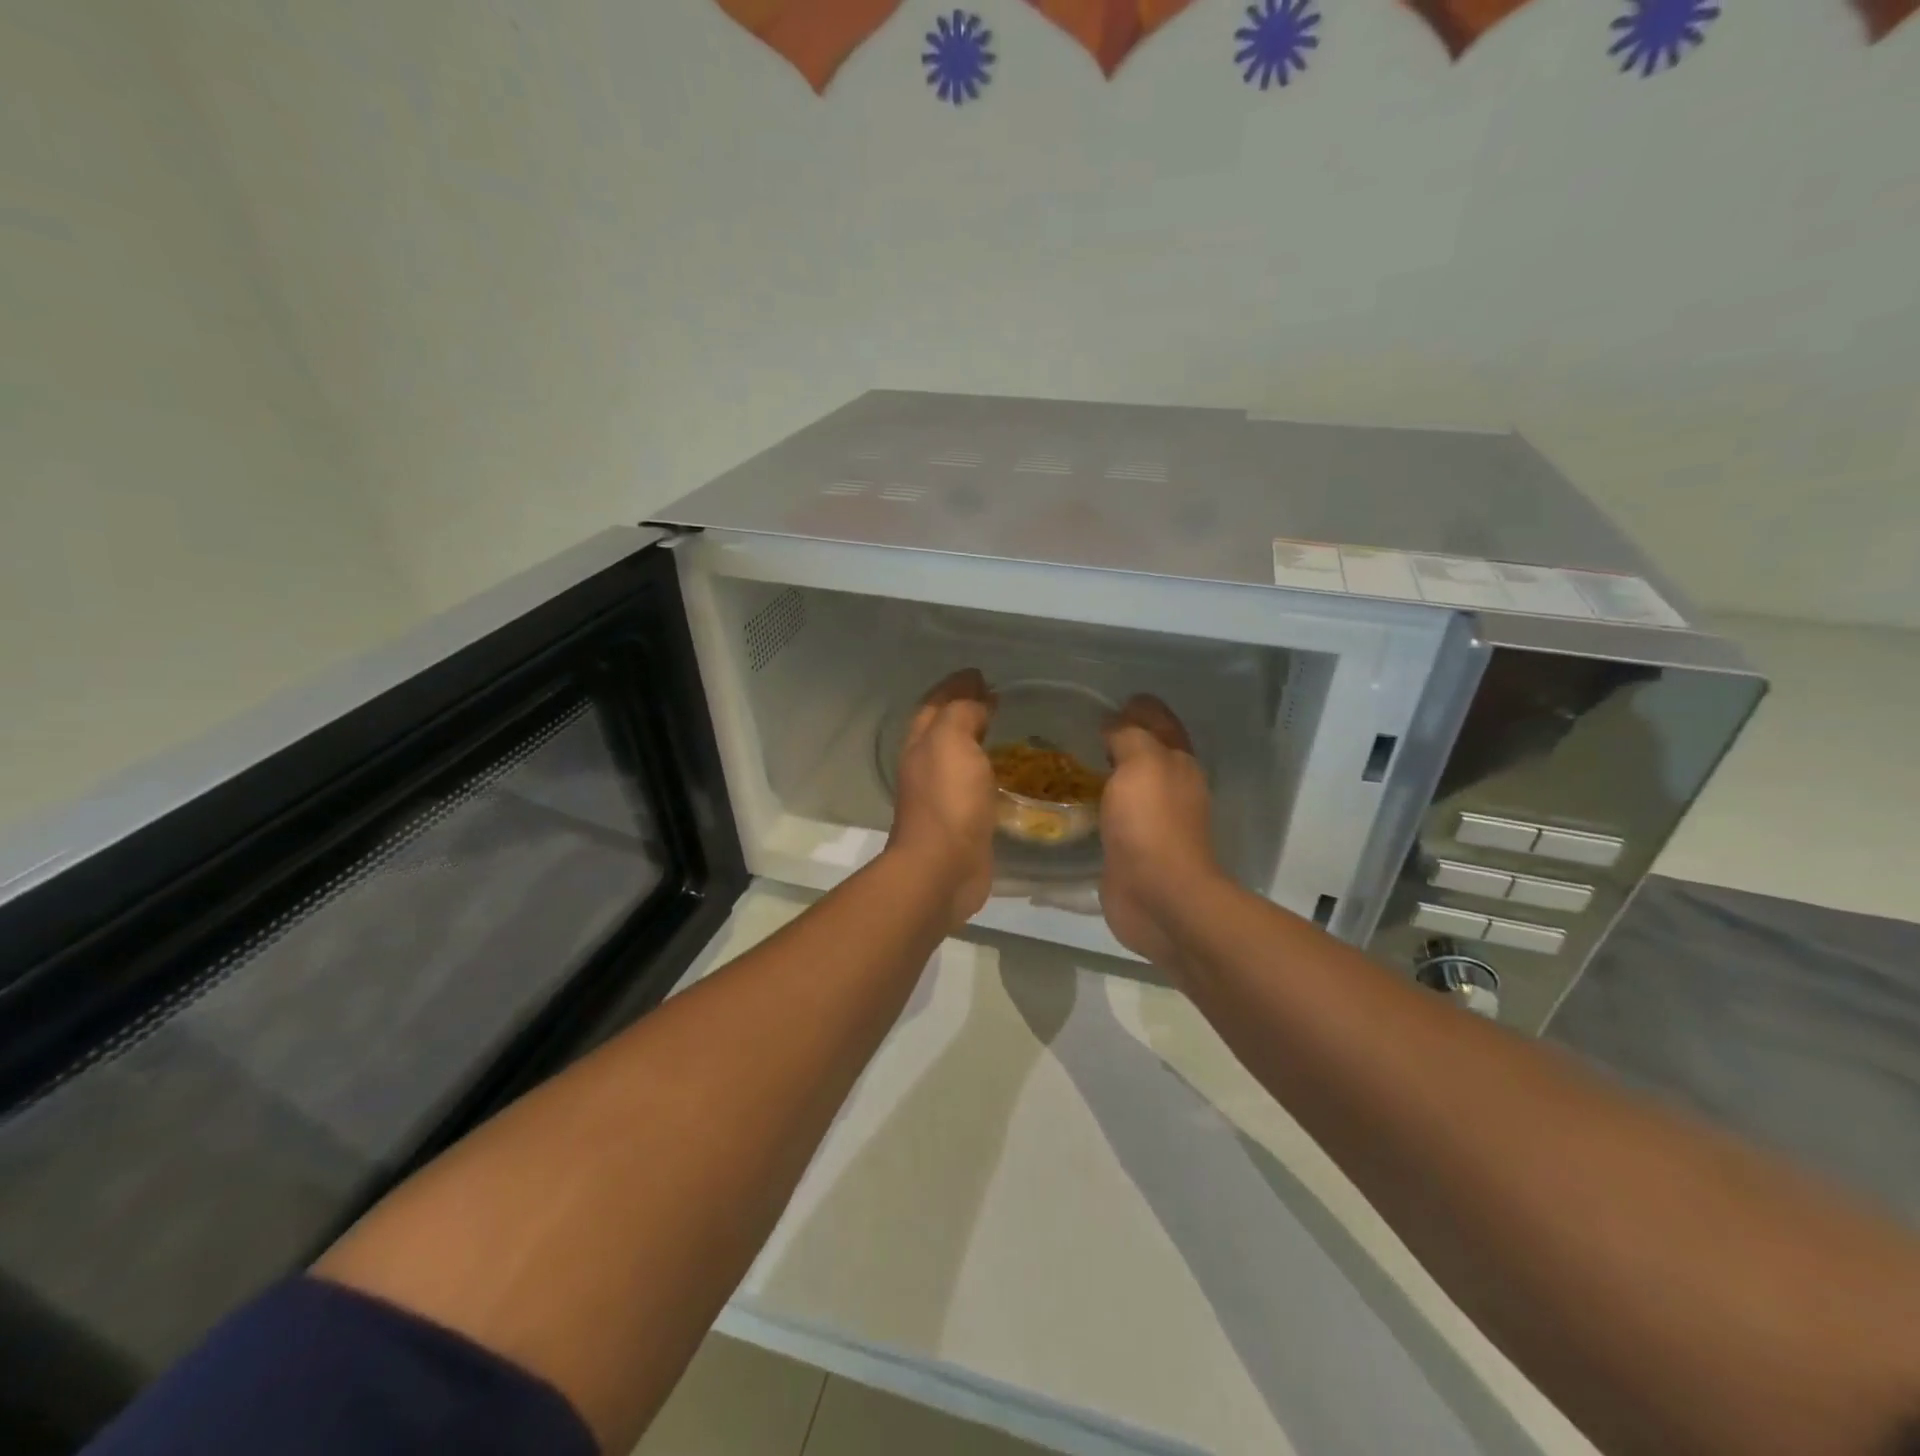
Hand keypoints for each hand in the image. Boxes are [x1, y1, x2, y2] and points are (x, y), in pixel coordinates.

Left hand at [886, 668, 998, 931]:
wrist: (942, 868)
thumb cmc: (947, 800)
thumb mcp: (951, 741)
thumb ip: (962, 713)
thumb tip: (977, 701)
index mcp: (921, 743)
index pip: (936, 703)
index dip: (955, 686)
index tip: (980, 674)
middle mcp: (926, 765)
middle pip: (943, 727)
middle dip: (963, 708)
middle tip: (995, 697)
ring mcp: (942, 795)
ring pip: (958, 755)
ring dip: (975, 738)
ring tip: (1004, 727)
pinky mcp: (962, 820)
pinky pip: (974, 783)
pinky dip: (987, 768)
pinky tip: (1007, 770)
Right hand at [1099, 696, 1220, 967]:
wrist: (1158, 895)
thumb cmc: (1151, 823)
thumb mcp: (1141, 763)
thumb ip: (1128, 736)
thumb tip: (1114, 725)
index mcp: (1178, 763)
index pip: (1162, 723)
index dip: (1142, 707)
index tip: (1114, 698)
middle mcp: (1170, 789)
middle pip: (1147, 753)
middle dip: (1123, 737)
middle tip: (1083, 726)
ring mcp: (1151, 822)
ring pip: (1129, 785)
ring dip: (1108, 772)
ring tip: (1071, 759)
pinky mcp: (1131, 850)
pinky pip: (1112, 815)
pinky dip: (1097, 803)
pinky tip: (1073, 800)